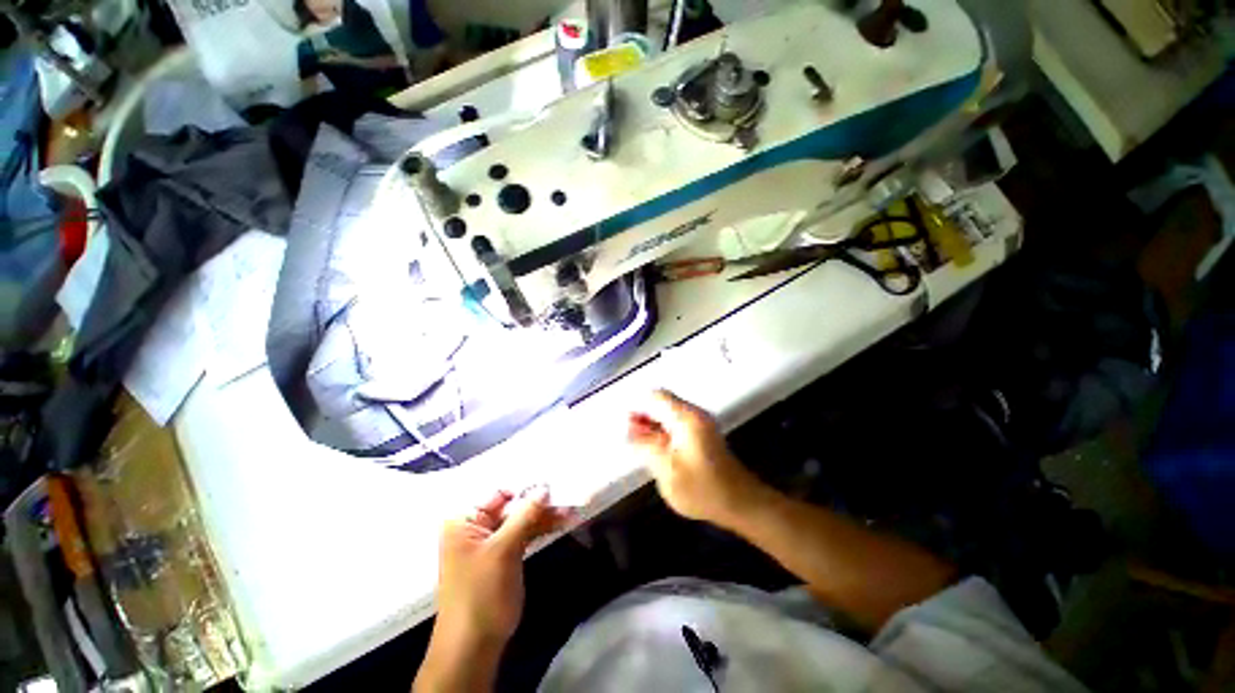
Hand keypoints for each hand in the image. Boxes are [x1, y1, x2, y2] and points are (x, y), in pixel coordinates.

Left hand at [416, 488, 570, 692]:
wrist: (474, 645)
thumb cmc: (480, 592)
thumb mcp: (502, 550)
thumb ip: (524, 515)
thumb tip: (544, 487)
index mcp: (465, 520)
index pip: (498, 492)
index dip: (524, 487)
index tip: (551, 480)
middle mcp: (477, 526)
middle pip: (512, 505)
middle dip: (539, 501)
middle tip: (567, 494)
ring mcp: (492, 540)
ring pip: (522, 519)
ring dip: (545, 515)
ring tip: (571, 509)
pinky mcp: (506, 553)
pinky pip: (525, 533)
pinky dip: (542, 528)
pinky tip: (563, 521)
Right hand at [628, 390, 766, 528]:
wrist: (740, 503)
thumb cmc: (703, 488)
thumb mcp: (667, 469)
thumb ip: (645, 446)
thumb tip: (628, 429)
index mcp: (686, 417)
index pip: (656, 396)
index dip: (637, 406)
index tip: (624, 423)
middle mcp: (694, 414)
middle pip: (662, 404)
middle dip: (643, 417)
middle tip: (627, 437)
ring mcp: (700, 424)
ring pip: (668, 415)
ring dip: (651, 426)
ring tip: (637, 445)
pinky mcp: (702, 436)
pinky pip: (676, 426)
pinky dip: (662, 433)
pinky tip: (654, 450)